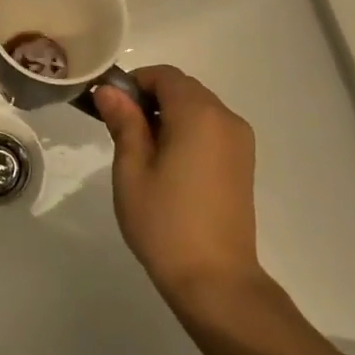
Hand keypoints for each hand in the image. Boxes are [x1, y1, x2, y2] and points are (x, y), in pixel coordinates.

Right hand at [95, 66, 262, 306]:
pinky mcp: (244, 162)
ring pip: (199, 108)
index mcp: (198, 113)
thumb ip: (124, 122)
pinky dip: (189, 131)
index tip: (112, 108)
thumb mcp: (132, 170)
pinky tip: (171, 166)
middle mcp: (225, 117)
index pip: (164, 75)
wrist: (216, 280)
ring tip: (145, 154)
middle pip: (184, 88)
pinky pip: (212, 128)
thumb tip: (110, 90)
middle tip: (123, 132)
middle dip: (152, 99)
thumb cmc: (165, 222)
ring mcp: (240, 140)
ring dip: (171, 115)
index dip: (135, 83)